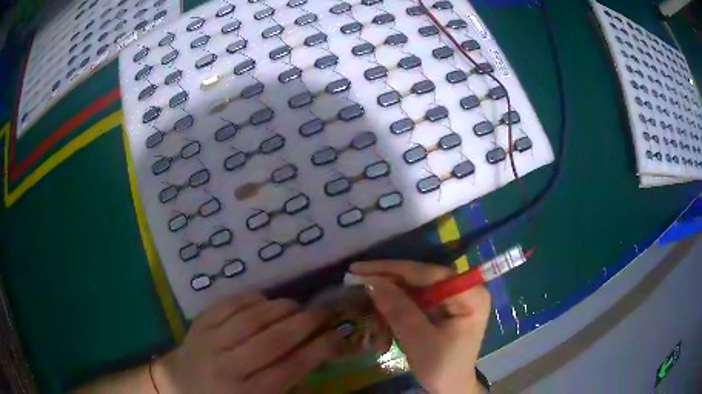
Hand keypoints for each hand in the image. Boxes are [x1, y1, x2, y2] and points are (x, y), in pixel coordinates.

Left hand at [153, 293, 343, 393]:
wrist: (178, 385)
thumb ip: (285, 384)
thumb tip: (315, 355)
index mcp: (247, 393)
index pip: (290, 369)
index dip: (318, 350)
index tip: (338, 335)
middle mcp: (228, 367)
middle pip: (273, 341)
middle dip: (305, 323)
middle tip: (324, 313)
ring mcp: (209, 342)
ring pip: (251, 318)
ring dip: (280, 308)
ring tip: (297, 306)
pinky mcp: (198, 324)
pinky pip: (227, 304)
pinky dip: (250, 298)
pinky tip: (264, 299)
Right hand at [351, 261, 490, 393]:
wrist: (451, 386)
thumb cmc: (441, 366)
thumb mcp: (419, 340)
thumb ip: (399, 310)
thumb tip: (372, 282)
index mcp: (471, 294)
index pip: (428, 273)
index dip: (393, 270)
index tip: (359, 269)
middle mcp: (465, 289)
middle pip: (421, 277)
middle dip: (389, 284)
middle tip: (356, 281)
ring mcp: (454, 297)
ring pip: (415, 287)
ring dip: (390, 298)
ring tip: (367, 306)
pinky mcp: (444, 306)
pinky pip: (416, 299)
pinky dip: (396, 308)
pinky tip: (381, 319)